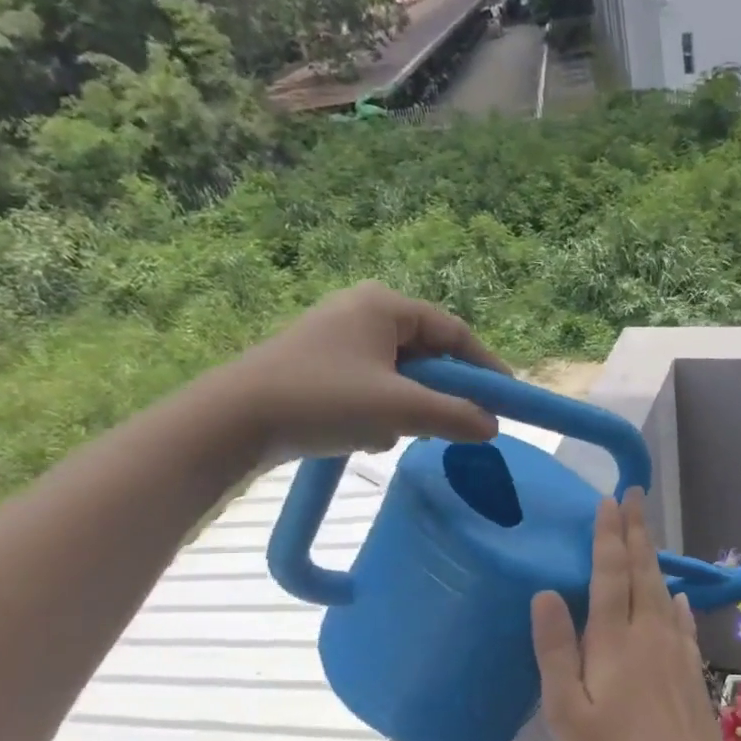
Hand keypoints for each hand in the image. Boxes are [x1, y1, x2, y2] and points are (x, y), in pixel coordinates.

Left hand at [213, 282, 509, 464]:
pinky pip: (374, 385)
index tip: (507, 400)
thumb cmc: (322, 400)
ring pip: (401, 375)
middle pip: (428, 354)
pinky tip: (363, 434)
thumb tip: (493, 426)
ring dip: (407, 408)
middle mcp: (363, 312)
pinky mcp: (322, 365)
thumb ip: (454, 416)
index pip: (454, 332)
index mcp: (384, 306)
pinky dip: (381, 410)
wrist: (233, 421)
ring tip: (392, 432)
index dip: (486, 367)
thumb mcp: (399, 410)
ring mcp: (339, 338)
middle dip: (440, 393)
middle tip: (455, 425)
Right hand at [532, 491, 735, 740]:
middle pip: (642, 571)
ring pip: (664, 590)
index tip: (609, 501)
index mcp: (614, 640)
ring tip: (648, 533)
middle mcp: (649, 633)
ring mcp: (676, 649)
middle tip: (634, 495)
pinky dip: (678, 600)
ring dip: (653, 557)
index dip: (608, 535)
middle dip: (635, 531)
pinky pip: (683, 620)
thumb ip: (556, 650)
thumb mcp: (567, 712)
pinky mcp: (692, 669)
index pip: (610, 573)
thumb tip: (546, 592)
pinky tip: (679, 596)